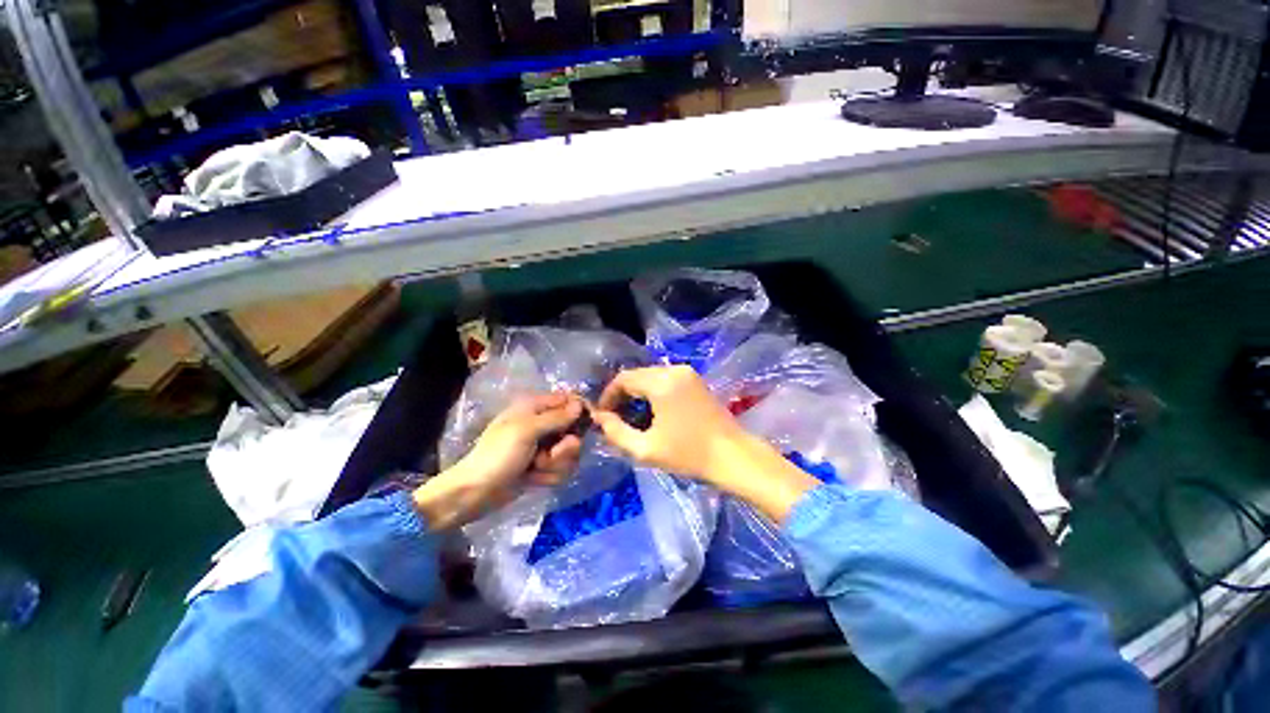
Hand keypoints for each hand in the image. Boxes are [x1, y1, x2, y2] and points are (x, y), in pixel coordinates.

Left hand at [413, 393, 583, 529]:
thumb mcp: (526, 431)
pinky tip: (533, 480)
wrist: (475, 494)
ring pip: (569, 453)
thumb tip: (580, 405)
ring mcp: (543, 447)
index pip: (568, 401)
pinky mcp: (542, 467)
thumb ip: (556, 418)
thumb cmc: (498, 456)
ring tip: (535, 469)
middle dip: (565, 447)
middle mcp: (542, 425)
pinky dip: (548, 477)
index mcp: (534, 408)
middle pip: (573, 430)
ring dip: (555, 465)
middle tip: (551, 454)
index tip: (588, 424)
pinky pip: (561, 469)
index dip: (581, 411)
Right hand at [593, 365, 819, 523]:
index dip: (608, 395)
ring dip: (638, 393)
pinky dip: (654, 391)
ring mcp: (687, 373)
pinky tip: (653, 411)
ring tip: (633, 417)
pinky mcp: (696, 379)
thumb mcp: (645, 449)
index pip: (623, 378)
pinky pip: (665, 379)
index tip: (603, 415)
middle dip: (623, 394)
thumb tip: (600, 417)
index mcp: (661, 382)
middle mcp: (673, 370)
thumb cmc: (688, 454)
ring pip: (651, 376)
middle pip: (637, 375)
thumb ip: (616, 432)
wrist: (732, 455)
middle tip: (616, 418)